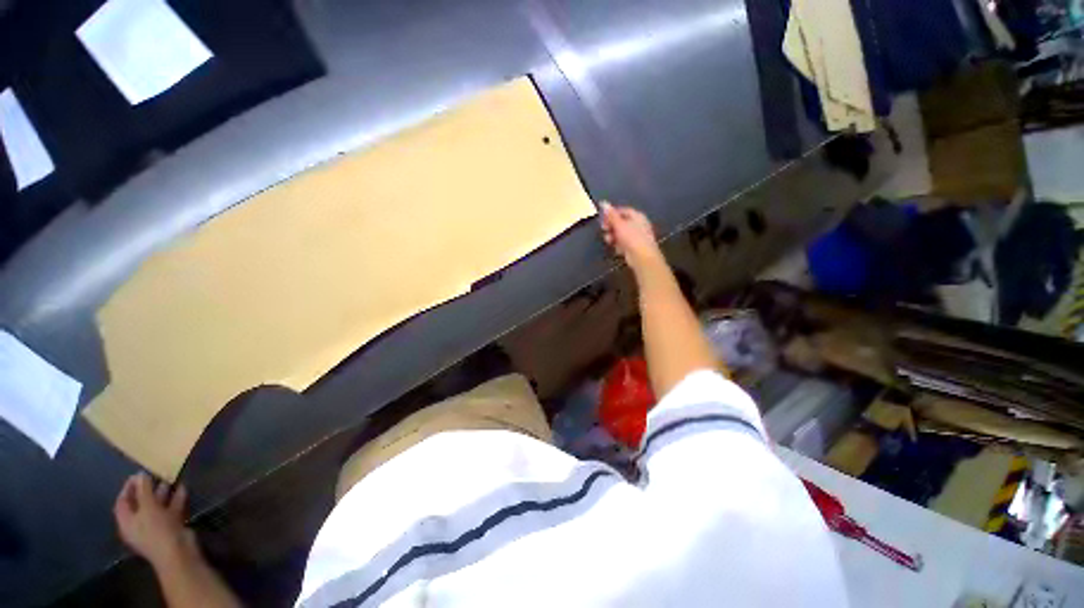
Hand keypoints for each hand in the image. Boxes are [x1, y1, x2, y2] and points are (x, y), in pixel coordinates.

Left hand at [114, 473, 193, 565]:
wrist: (178, 552)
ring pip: (157, 507)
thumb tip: (140, 475)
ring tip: (171, 478)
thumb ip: (144, 491)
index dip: (128, 488)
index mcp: (127, 522)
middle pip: (140, 504)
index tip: (137, 474)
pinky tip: (183, 489)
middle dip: (147, 490)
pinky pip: (170, 510)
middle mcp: (138, 524)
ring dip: (162, 493)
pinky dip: (175, 499)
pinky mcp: (170, 526)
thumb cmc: (157, 530)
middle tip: (156, 474)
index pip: (122, 502)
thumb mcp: (148, 508)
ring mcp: (155, 526)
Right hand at [600, 202, 662, 270]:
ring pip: (621, 233)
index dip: (612, 213)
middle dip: (611, 226)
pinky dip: (618, 244)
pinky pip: (624, 243)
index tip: (603, 218)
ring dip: (613, 236)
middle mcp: (638, 224)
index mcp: (637, 216)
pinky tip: (616, 248)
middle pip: (621, 222)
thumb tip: (603, 202)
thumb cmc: (632, 237)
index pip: (623, 210)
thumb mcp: (619, 224)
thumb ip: (611, 215)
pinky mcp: (634, 247)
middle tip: (604, 229)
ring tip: (609, 240)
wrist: (642, 257)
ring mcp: (636, 236)